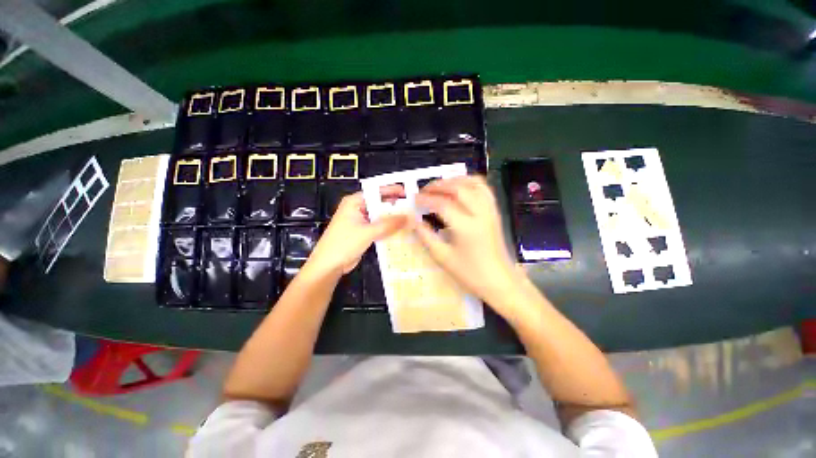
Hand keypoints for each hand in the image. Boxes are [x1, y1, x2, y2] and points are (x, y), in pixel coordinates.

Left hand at [305, 189, 406, 277]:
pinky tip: (401, 230)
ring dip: (392, 218)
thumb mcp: (367, 232)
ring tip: (411, 218)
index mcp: (354, 202)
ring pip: (380, 216)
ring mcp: (360, 221)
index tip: (408, 194)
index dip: (392, 191)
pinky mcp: (363, 232)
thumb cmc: (344, 244)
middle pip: (379, 203)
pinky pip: (378, 226)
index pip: (376, 192)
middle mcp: (358, 208)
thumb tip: (408, 217)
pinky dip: (388, 228)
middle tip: (413, 208)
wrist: (329, 265)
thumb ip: (388, 224)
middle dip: (395, 206)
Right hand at [411, 176, 520, 311]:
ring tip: (440, 186)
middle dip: (438, 186)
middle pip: (458, 188)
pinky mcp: (495, 212)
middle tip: (424, 190)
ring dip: (454, 180)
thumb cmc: (470, 274)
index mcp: (466, 227)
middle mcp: (480, 213)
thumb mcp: (443, 258)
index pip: (442, 204)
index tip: (414, 199)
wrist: (500, 282)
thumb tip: (413, 220)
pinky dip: (470, 182)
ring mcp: (490, 211)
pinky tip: (460, 188)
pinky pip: (484, 189)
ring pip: (473, 183)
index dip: (426, 199)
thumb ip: (426, 236)